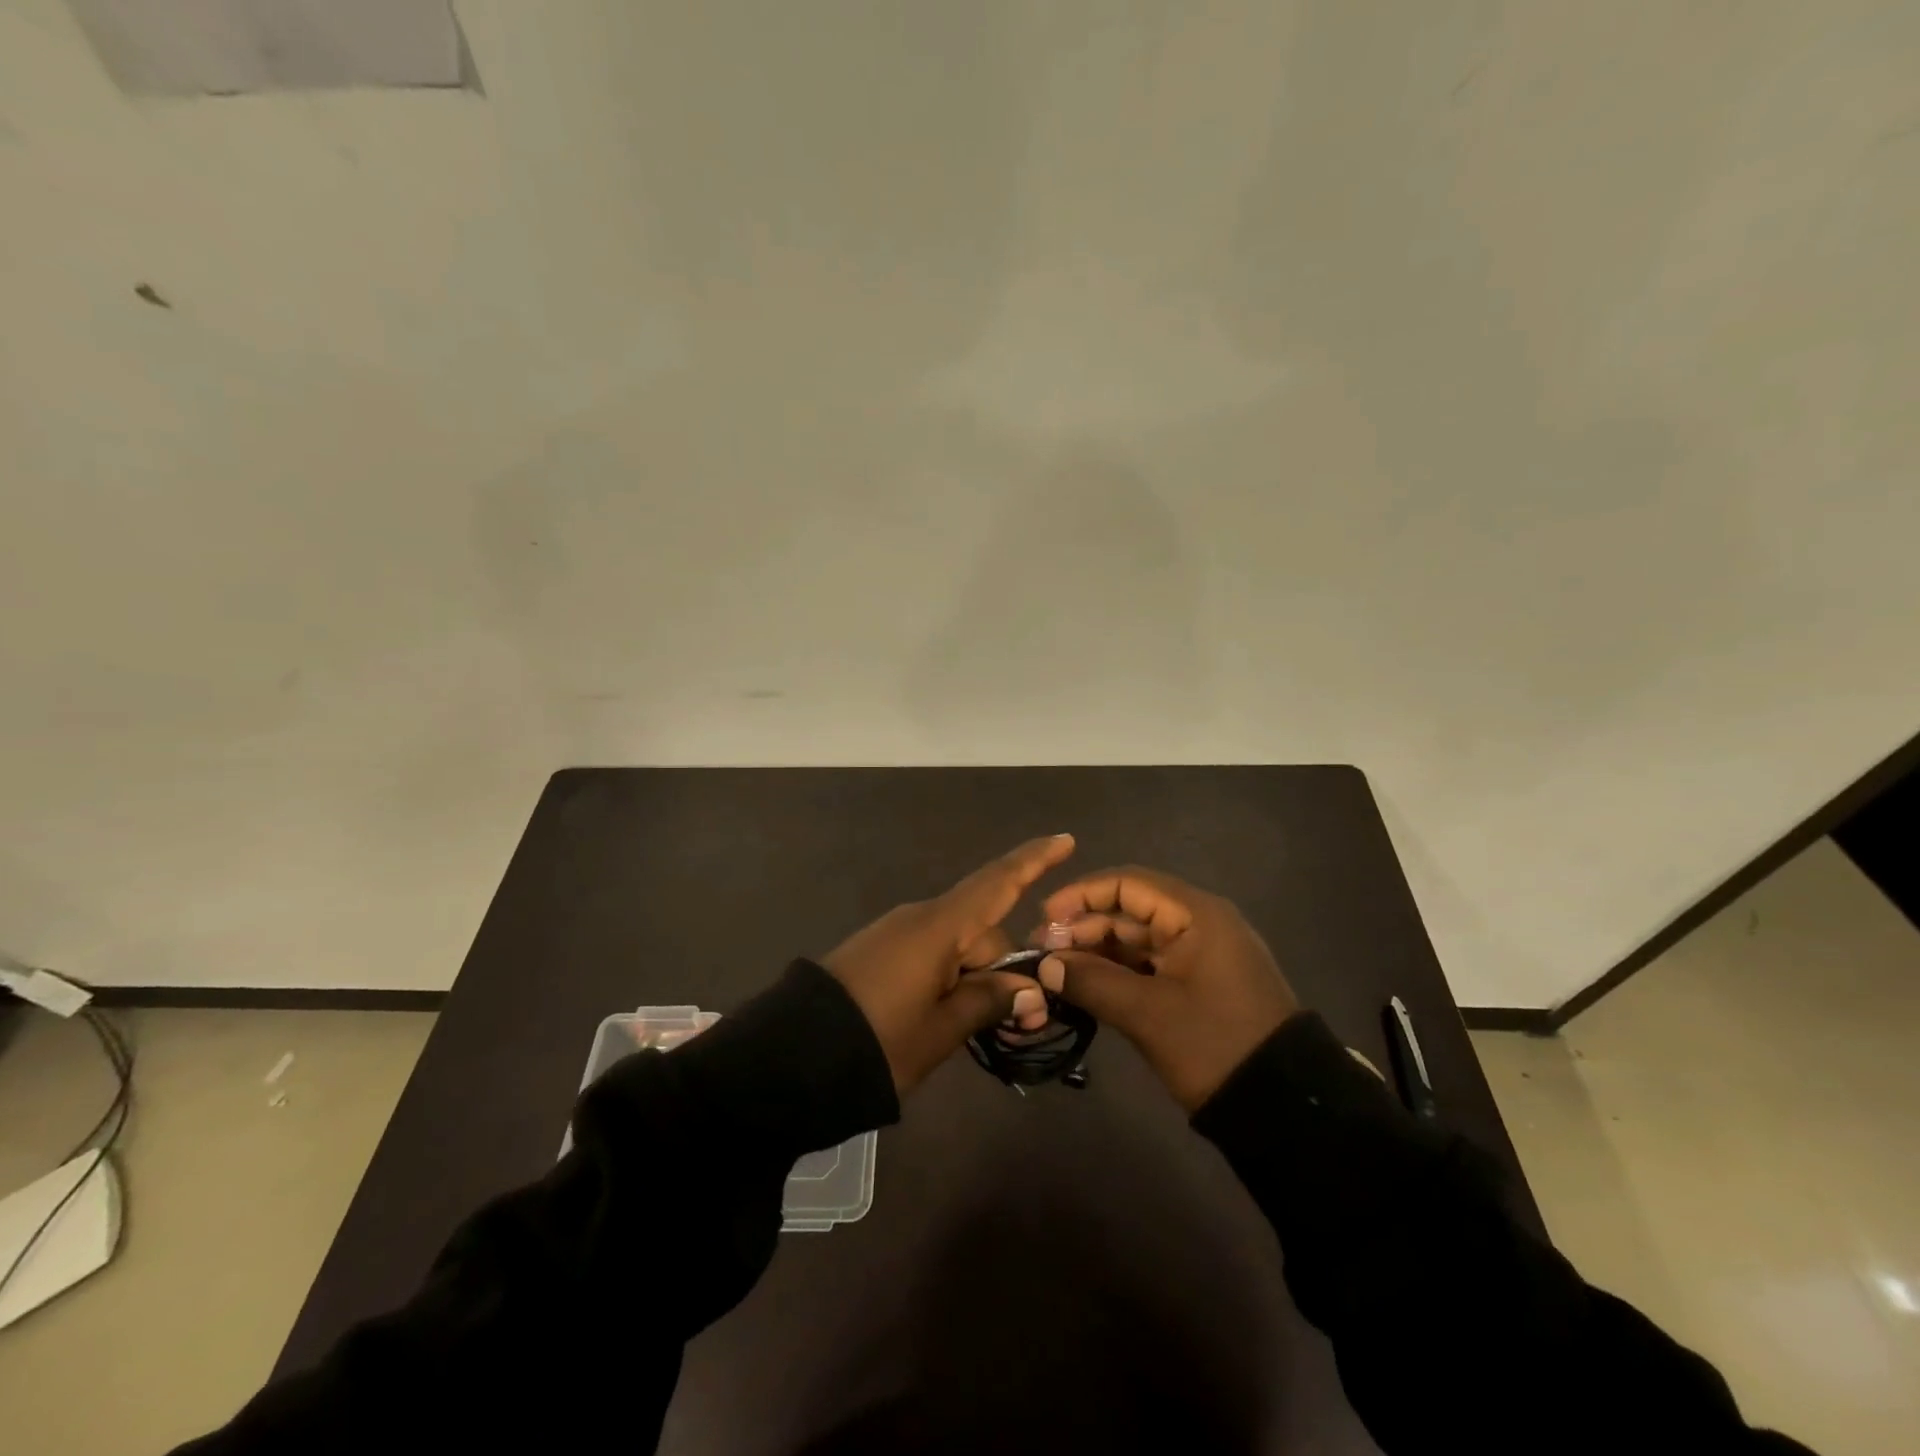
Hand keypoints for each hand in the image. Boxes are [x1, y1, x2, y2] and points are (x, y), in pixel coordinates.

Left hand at [823, 835, 1074, 1092]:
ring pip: (957, 946)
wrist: (791, 1054)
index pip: (997, 883)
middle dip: (1006, 968)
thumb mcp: (941, 1030)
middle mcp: (919, 918)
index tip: (1065, 840)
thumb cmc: (877, 1041)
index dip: (1034, 861)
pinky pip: (930, 954)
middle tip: (1024, 1022)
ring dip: (977, 979)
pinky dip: (950, 978)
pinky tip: (947, 1016)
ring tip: (982, 1028)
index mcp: (939, 927)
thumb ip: (988, 1001)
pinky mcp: (878, 951)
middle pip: (982, 930)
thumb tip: (1029, 989)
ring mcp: (896, 933)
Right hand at [1034, 866, 1299, 1110]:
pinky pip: (1149, 963)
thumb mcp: (1148, 1014)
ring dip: (1096, 951)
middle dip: (1083, 927)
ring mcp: (1200, 953)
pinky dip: (1117, 971)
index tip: (1044, 918)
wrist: (1286, 1106)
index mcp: (1195, 914)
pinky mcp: (1198, 982)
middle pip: (1129, 909)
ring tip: (1057, 972)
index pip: (1127, 883)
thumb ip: (1092, 982)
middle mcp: (1197, 922)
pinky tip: (1086, 986)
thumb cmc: (1215, 1045)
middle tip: (1043, 954)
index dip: (1081, 895)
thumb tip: (1046, 966)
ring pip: (1136, 938)